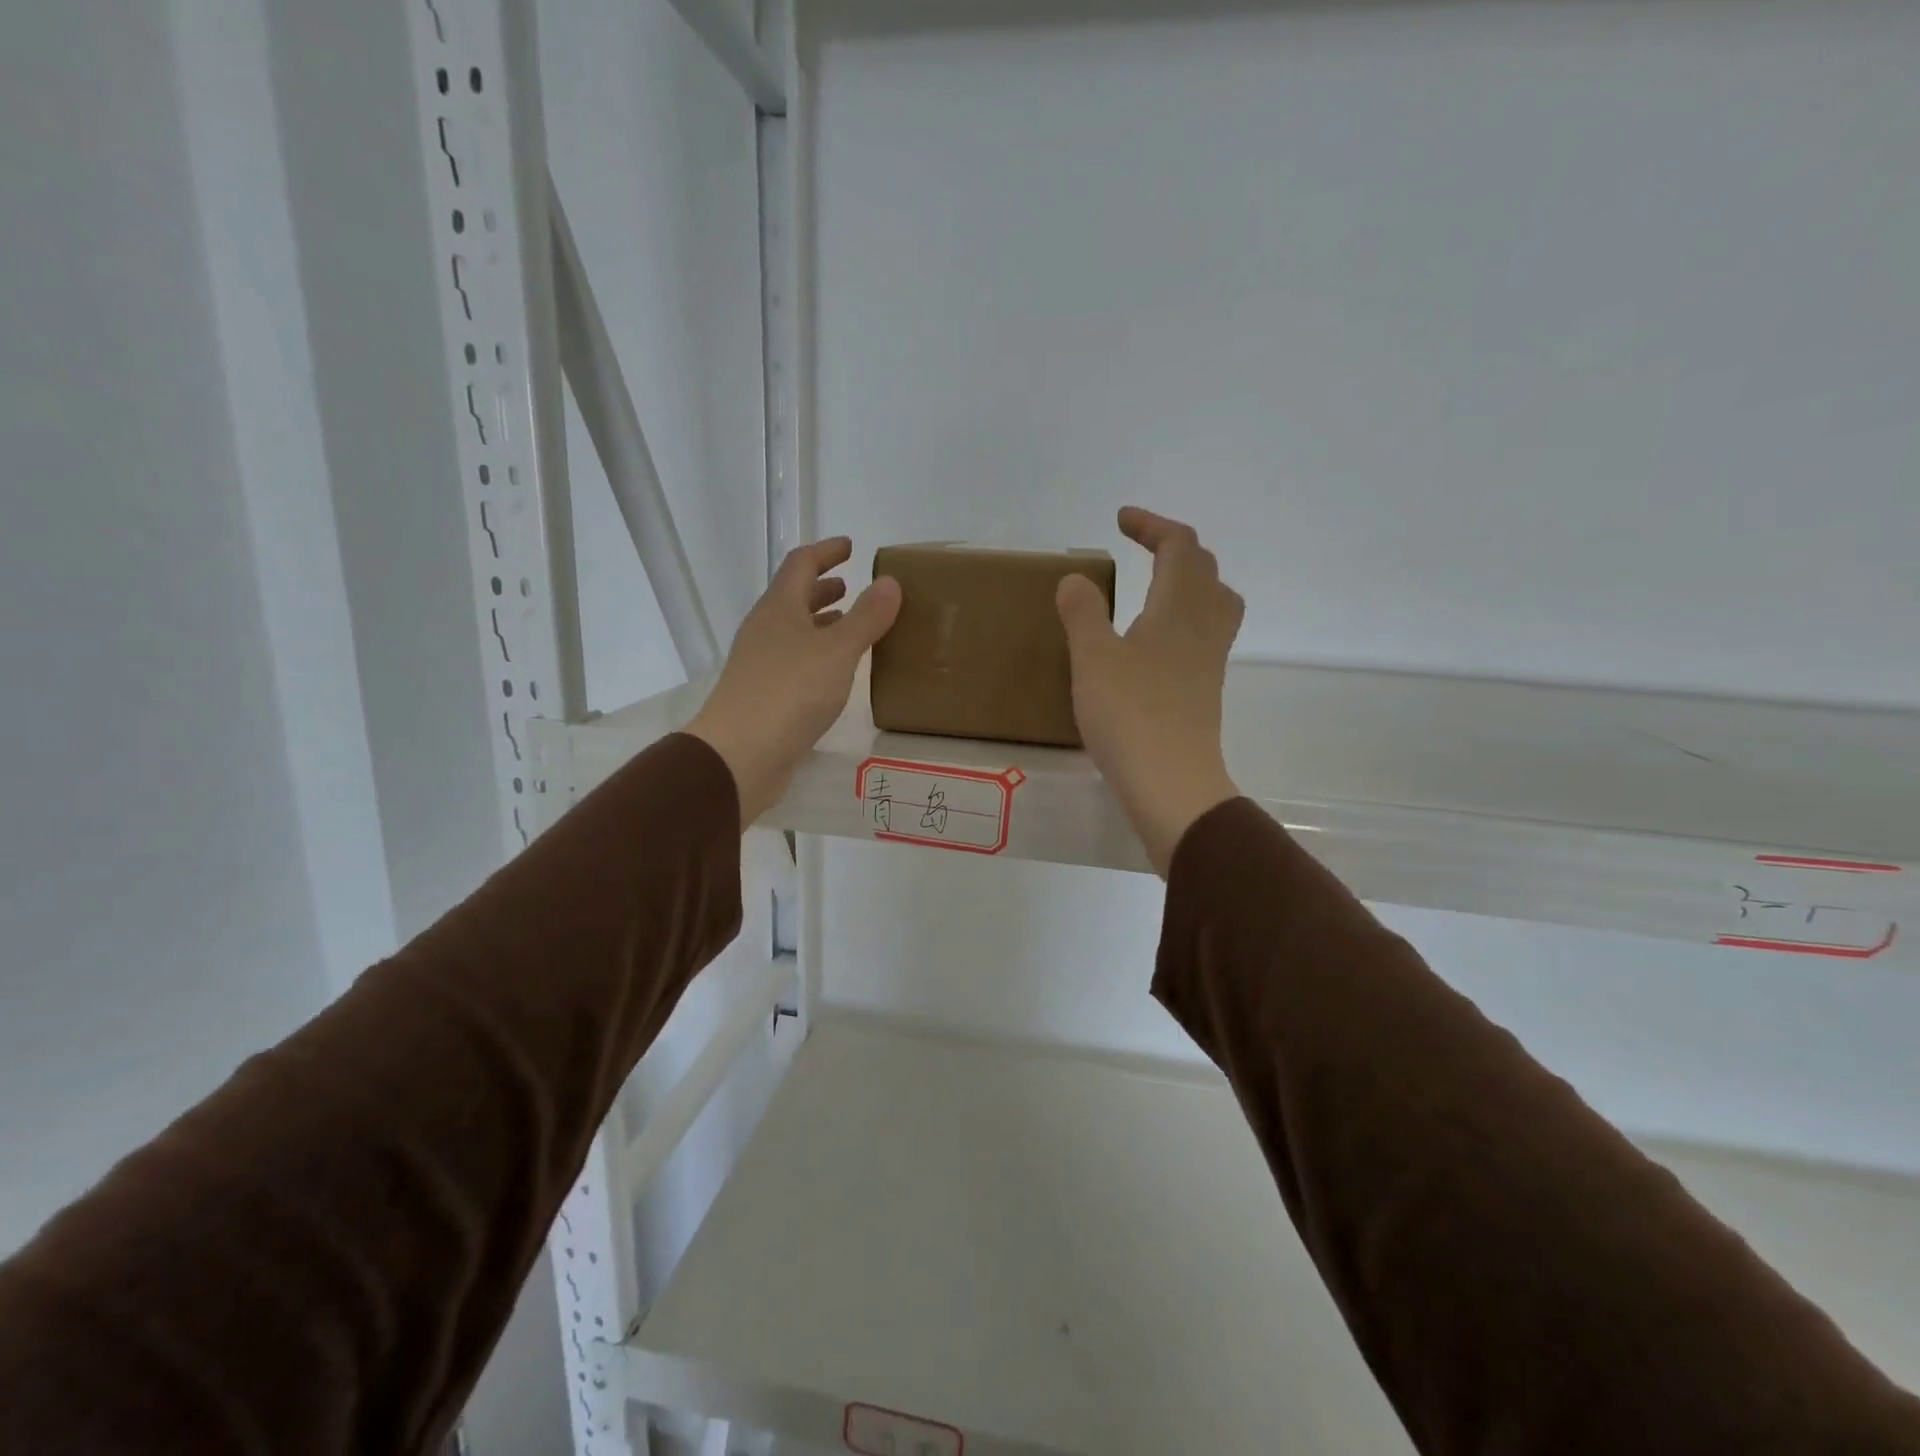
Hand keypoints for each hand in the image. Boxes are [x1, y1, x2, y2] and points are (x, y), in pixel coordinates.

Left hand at [687, 539, 900, 825]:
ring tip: (849, 626)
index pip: (801, 564)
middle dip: (822, 589)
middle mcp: (765, 630)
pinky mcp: (764, 696)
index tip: (850, 547)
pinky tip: (835, 673)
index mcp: (779, 608)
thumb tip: (890, 583)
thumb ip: (867, 618)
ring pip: (794, 632)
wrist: (740, 755)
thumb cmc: (790, 693)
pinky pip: (795, 662)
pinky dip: (817, 655)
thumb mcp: (838, 651)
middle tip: (851, 587)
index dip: (826, 552)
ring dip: (820, 623)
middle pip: (793, 598)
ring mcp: (760, 664)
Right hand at [1057, 507, 1244, 875]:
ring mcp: (1209, 661)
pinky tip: (1154, 642)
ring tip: (1156, 587)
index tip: (1120, 519)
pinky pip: (1204, 635)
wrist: (1172, 784)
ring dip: (1189, 581)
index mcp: (1179, 608)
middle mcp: (1204, 626)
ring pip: (1215, 602)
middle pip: (1205, 569)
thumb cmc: (1130, 715)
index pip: (1179, 545)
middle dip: (1173, 547)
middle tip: (1140, 546)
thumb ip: (1083, 613)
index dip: (1152, 524)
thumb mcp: (1093, 658)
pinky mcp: (1204, 690)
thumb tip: (1076, 579)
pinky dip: (1184, 619)